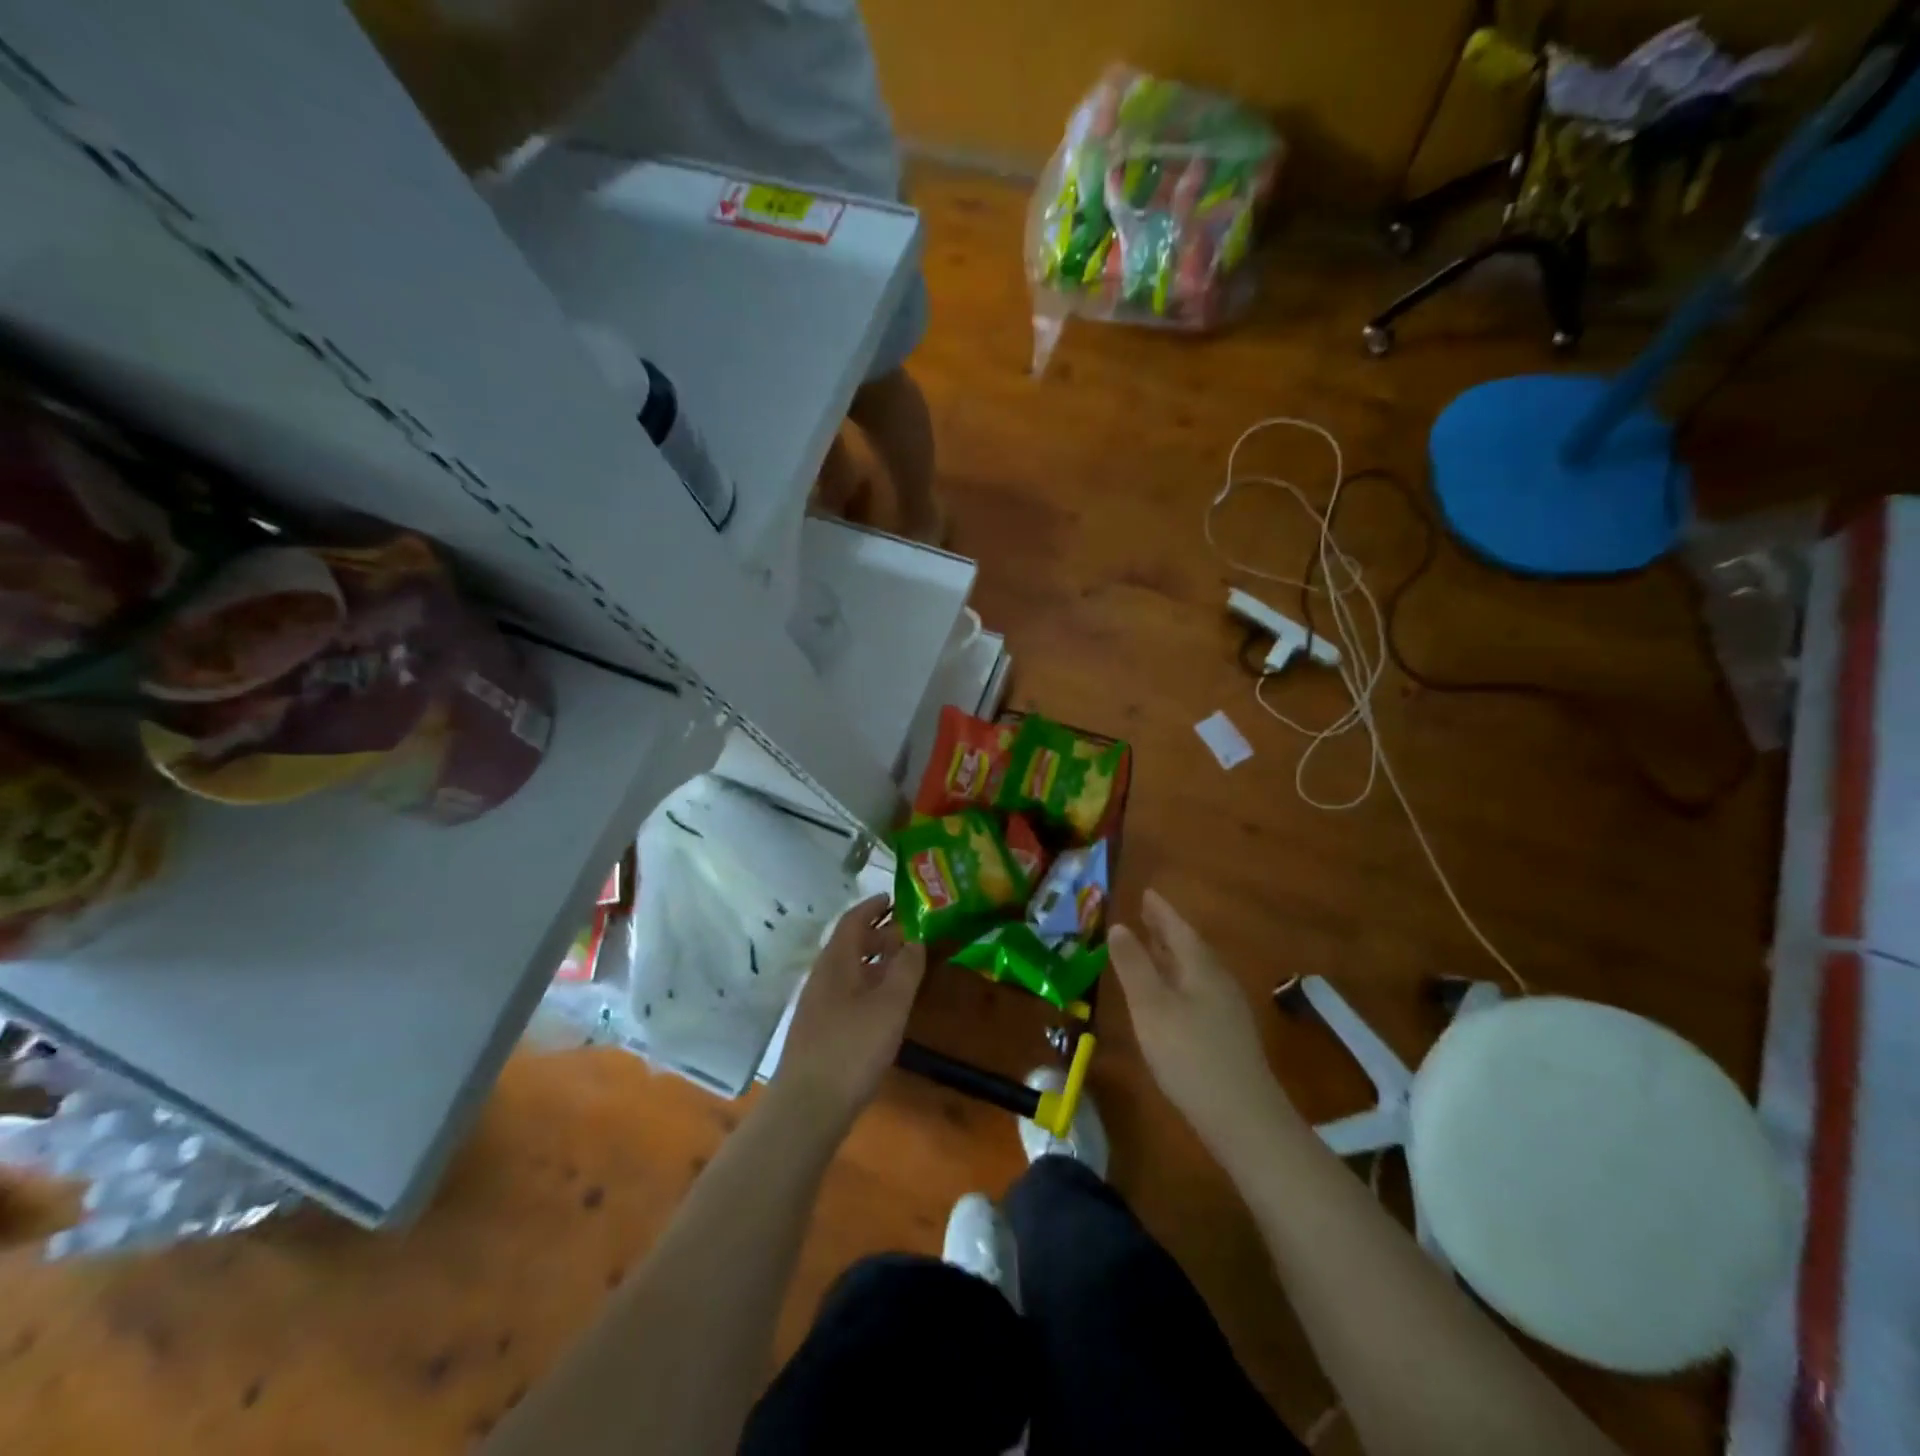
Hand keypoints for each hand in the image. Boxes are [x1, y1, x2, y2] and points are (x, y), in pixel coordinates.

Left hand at [774, 896, 926, 1128]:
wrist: (807, 1106)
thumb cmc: (852, 1048)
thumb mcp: (890, 1005)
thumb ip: (906, 969)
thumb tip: (915, 940)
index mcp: (835, 962)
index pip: (852, 920)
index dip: (873, 906)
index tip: (894, 897)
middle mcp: (822, 976)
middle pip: (849, 943)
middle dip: (878, 933)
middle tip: (908, 932)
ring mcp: (817, 1004)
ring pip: (848, 970)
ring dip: (874, 961)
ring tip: (902, 965)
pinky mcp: (819, 1030)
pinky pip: (846, 991)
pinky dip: (867, 984)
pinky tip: (884, 1004)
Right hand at [1108, 888, 1285, 1158]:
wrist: (1243, 1117)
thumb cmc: (1189, 1054)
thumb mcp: (1151, 1006)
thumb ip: (1133, 965)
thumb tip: (1118, 926)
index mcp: (1201, 967)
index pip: (1178, 928)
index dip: (1160, 911)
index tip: (1146, 892)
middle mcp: (1218, 980)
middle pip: (1189, 946)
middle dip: (1166, 929)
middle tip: (1146, 913)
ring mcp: (1227, 1008)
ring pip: (1195, 969)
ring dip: (1172, 954)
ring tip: (1153, 946)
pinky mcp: (1227, 1033)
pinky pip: (1198, 988)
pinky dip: (1179, 978)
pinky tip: (1171, 993)